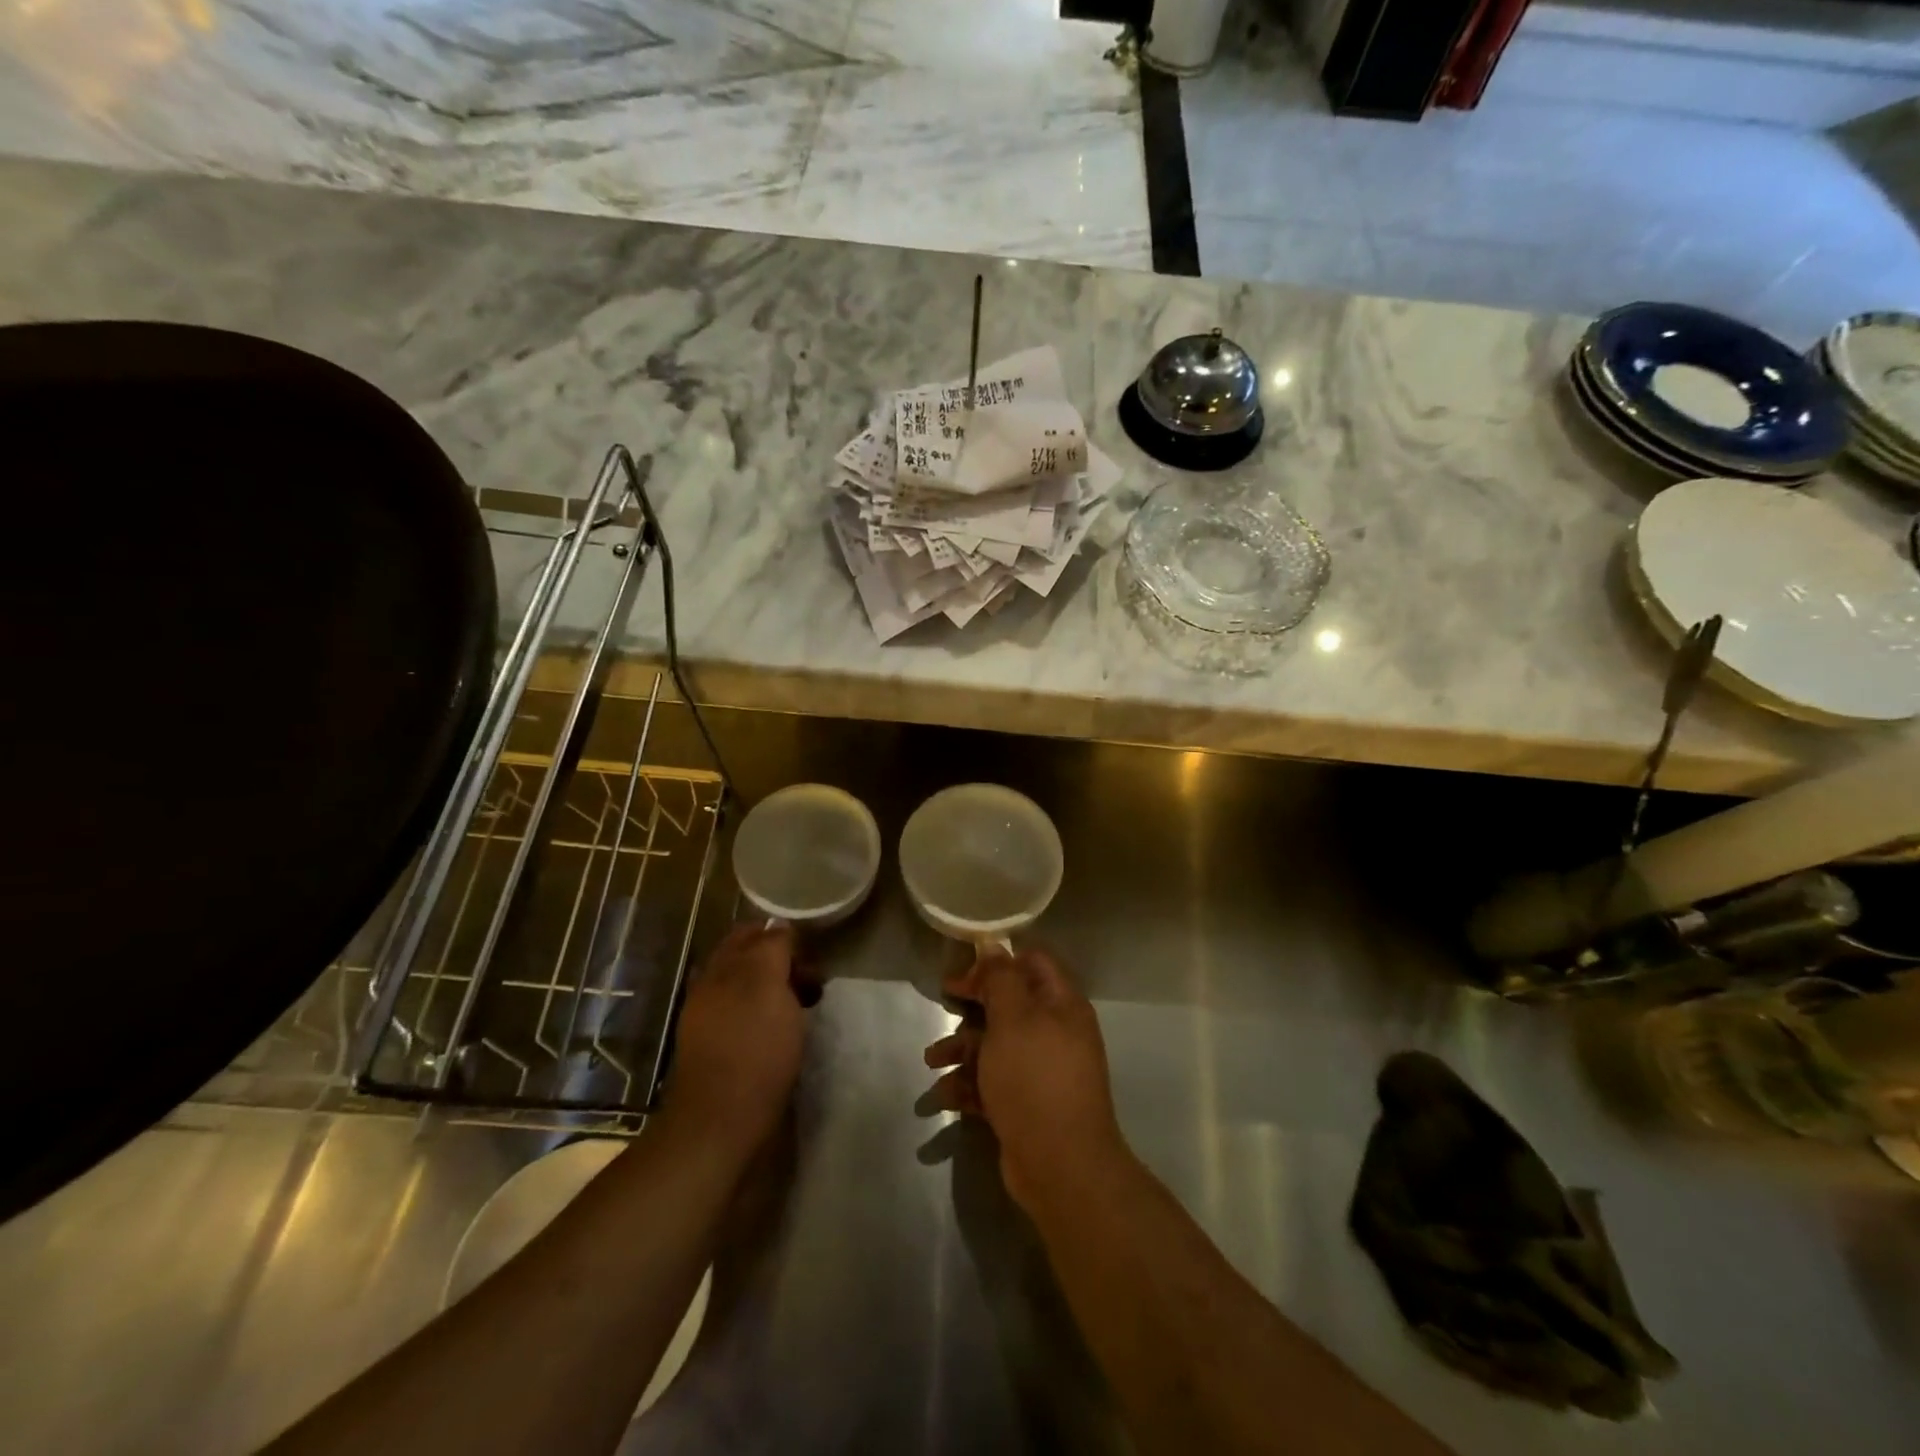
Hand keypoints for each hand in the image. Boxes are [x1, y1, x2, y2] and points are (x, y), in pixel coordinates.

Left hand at [660, 923, 808, 1156]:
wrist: (721, 1125)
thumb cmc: (753, 1049)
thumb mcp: (767, 985)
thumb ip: (772, 948)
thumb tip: (778, 926)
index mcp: (721, 969)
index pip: (754, 934)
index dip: (785, 938)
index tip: (813, 958)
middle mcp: (711, 990)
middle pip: (750, 962)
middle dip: (784, 965)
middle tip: (814, 985)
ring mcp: (711, 1024)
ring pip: (750, 992)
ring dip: (778, 993)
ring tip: (805, 1011)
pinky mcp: (718, 1055)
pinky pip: (747, 1021)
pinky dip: (769, 1019)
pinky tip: (785, 1036)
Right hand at [924, 947, 1130, 1215]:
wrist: (1061, 1166)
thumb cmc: (1034, 1079)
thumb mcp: (1013, 1019)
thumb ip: (1000, 979)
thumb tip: (993, 944)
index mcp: (1061, 1005)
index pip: (1032, 963)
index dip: (997, 962)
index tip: (964, 973)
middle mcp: (1055, 1033)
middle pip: (1008, 1005)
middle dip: (972, 1008)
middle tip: (943, 1004)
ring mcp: (1040, 1071)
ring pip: (995, 1045)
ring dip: (961, 1049)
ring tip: (933, 1061)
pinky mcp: (1025, 1104)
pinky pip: (992, 1082)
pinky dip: (968, 1085)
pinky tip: (944, 1095)